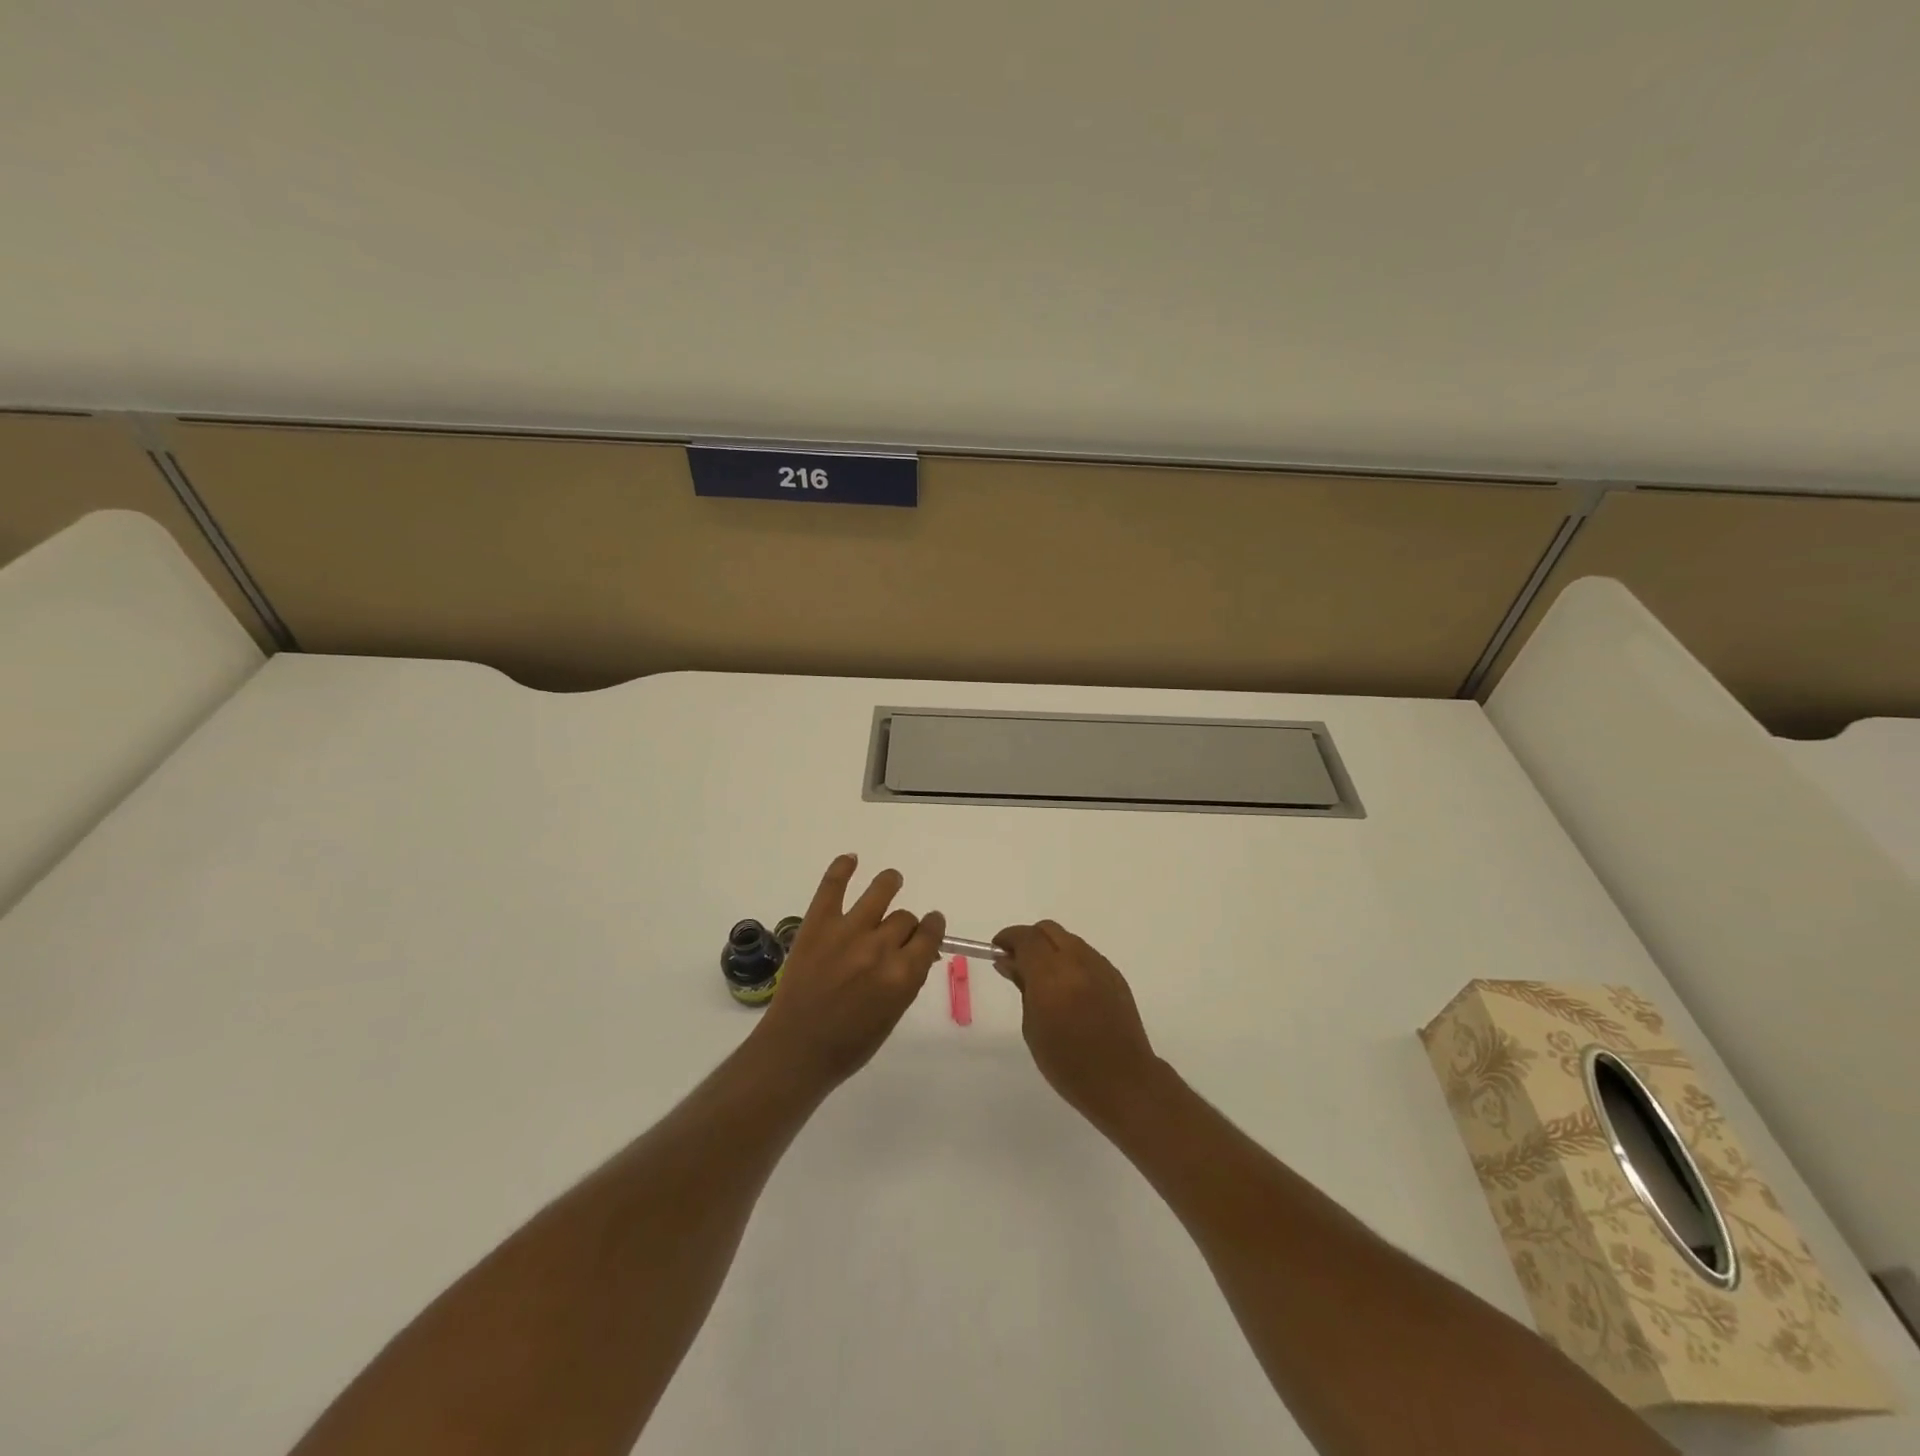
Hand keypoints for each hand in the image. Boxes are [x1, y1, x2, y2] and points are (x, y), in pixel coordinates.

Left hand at [753, 854, 944, 1089]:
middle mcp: (880, 947)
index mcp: (903, 975)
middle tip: (895, 932)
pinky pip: (833, 886)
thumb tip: (922, 951)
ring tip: (891, 880)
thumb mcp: (893, 1013)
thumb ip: (909, 978)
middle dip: (905, 924)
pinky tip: (851, 859)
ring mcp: (847, 931)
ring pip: (881, 891)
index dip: (933, 927)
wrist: (796, 1049)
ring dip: (890, 883)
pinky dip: (842, 868)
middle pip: (905, 917)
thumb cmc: (850, 1043)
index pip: (930, 934)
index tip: (930, 925)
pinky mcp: (817, 924)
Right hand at [992, 921, 1160, 1124]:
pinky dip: (1070, 960)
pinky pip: (1086, 955)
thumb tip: (1009, 962)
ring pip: (1069, 940)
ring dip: (1051, 948)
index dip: (1008, 938)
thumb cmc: (1067, 1063)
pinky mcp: (1115, 975)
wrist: (1122, 1081)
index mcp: (1051, 975)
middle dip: (1029, 939)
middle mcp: (1077, 961)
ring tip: (1043, 977)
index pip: (1026, 938)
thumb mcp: (1033, 1027)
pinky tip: (1068, 987)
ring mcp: (1100, 965)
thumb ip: (1022, 987)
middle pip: (1048, 930)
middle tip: (1017, 961)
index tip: (997, 950)